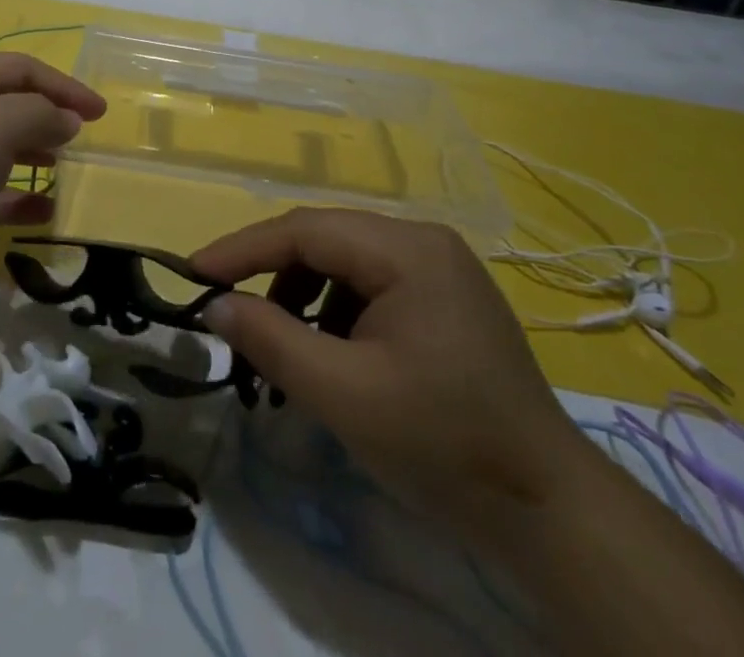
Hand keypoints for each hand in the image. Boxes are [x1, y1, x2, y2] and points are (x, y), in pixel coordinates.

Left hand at [0, 53, 105, 311]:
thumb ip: (40, 113)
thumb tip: (65, 119)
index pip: (17, 68)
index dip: (62, 85)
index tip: (99, 113)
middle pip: (4, 105)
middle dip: (46, 117)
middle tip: (80, 141)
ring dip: (32, 154)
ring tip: (64, 170)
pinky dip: (14, 197)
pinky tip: (43, 213)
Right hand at [194, 209, 586, 537]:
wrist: (549, 513)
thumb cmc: (443, 445)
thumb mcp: (344, 394)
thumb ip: (271, 340)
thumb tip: (214, 305)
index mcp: (407, 249)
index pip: (305, 230)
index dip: (243, 249)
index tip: (194, 274)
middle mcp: (423, 241)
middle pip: (325, 241)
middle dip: (273, 278)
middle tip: (231, 316)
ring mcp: (439, 269)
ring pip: (345, 264)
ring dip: (304, 299)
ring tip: (285, 351)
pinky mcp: (444, 299)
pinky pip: (371, 287)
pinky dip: (337, 314)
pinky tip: (331, 357)